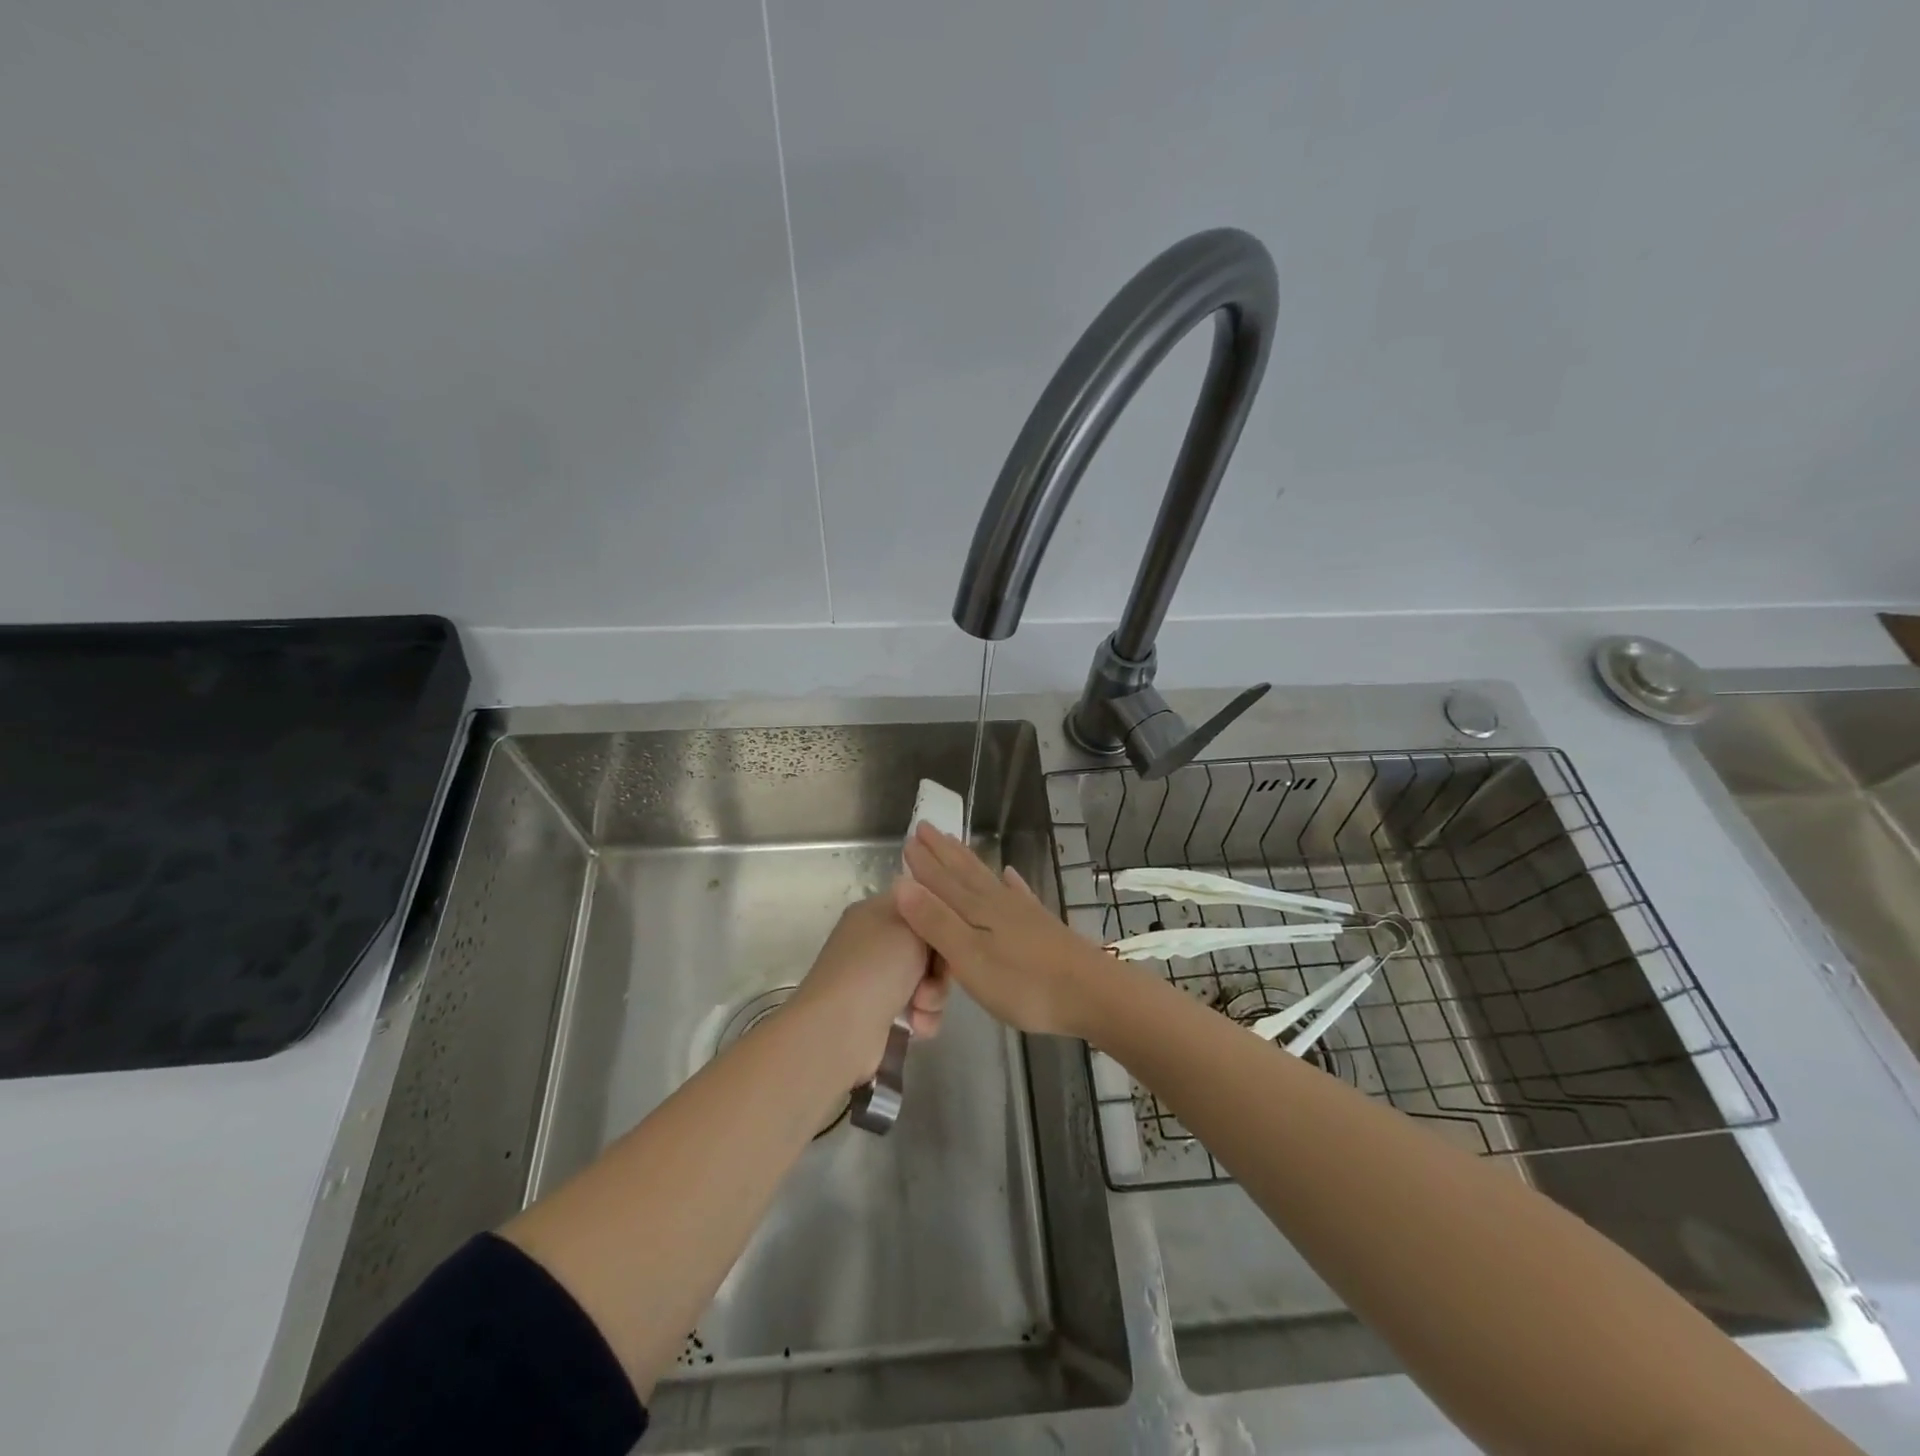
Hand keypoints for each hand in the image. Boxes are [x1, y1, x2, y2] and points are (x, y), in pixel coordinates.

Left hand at [789, 891, 946, 1086]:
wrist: (840, 1030)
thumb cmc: (878, 967)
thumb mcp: (912, 925)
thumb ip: (930, 914)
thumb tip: (930, 915)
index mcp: (875, 911)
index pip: (921, 905)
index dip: (940, 922)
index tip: (949, 938)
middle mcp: (874, 941)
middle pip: (929, 946)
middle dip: (939, 967)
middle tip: (931, 979)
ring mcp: (876, 977)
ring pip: (927, 979)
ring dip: (933, 996)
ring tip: (920, 1008)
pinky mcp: (880, 1012)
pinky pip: (919, 1008)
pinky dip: (923, 1017)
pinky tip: (917, 1026)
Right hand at [894, 823, 1108, 1038]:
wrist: (1092, 993)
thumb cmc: (1023, 983)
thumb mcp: (969, 958)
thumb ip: (935, 922)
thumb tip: (899, 883)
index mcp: (976, 911)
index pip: (941, 881)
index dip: (922, 862)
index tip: (907, 839)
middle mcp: (997, 903)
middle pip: (964, 872)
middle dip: (942, 852)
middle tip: (926, 828)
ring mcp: (1023, 913)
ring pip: (988, 879)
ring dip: (969, 861)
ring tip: (957, 842)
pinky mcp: (1043, 926)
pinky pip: (1020, 894)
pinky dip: (1012, 882)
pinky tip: (1011, 874)